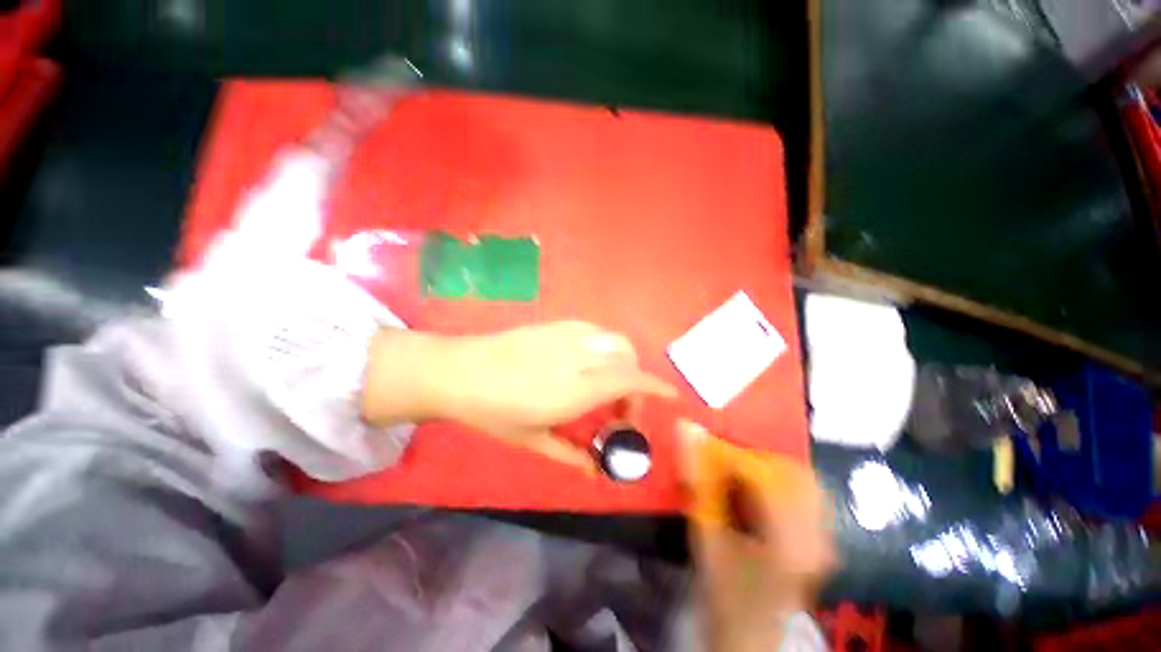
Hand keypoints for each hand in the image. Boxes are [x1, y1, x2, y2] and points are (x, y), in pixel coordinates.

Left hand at [363, 322, 676, 470]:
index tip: (669, 395)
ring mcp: (567, 336)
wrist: (459, 370)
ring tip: (606, 381)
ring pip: (613, 339)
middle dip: (635, 380)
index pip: (630, 380)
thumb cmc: (493, 411)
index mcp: (576, 389)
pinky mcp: (556, 325)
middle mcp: (579, 357)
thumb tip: (594, 470)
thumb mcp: (532, 439)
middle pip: (627, 357)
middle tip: (621, 403)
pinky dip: (603, 346)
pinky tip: (587, 361)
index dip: (655, 386)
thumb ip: (570, 453)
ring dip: (621, 360)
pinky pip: (593, 330)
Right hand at [677, 420, 836, 651]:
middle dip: (752, 458)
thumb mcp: (706, 536)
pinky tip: (754, 493)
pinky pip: (804, 492)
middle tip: (722, 460)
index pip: (762, 473)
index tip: (701, 444)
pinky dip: (776, 482)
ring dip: (765, 468)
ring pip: (800, 478)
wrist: (750, 635)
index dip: (727, 452)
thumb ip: (697, 480)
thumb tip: (687, 429)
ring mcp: (825, 537)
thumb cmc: (725, 590)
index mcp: (789, 539)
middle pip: (791, 470)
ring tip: (736, 475)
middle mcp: (818, 534)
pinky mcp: (822, 537)